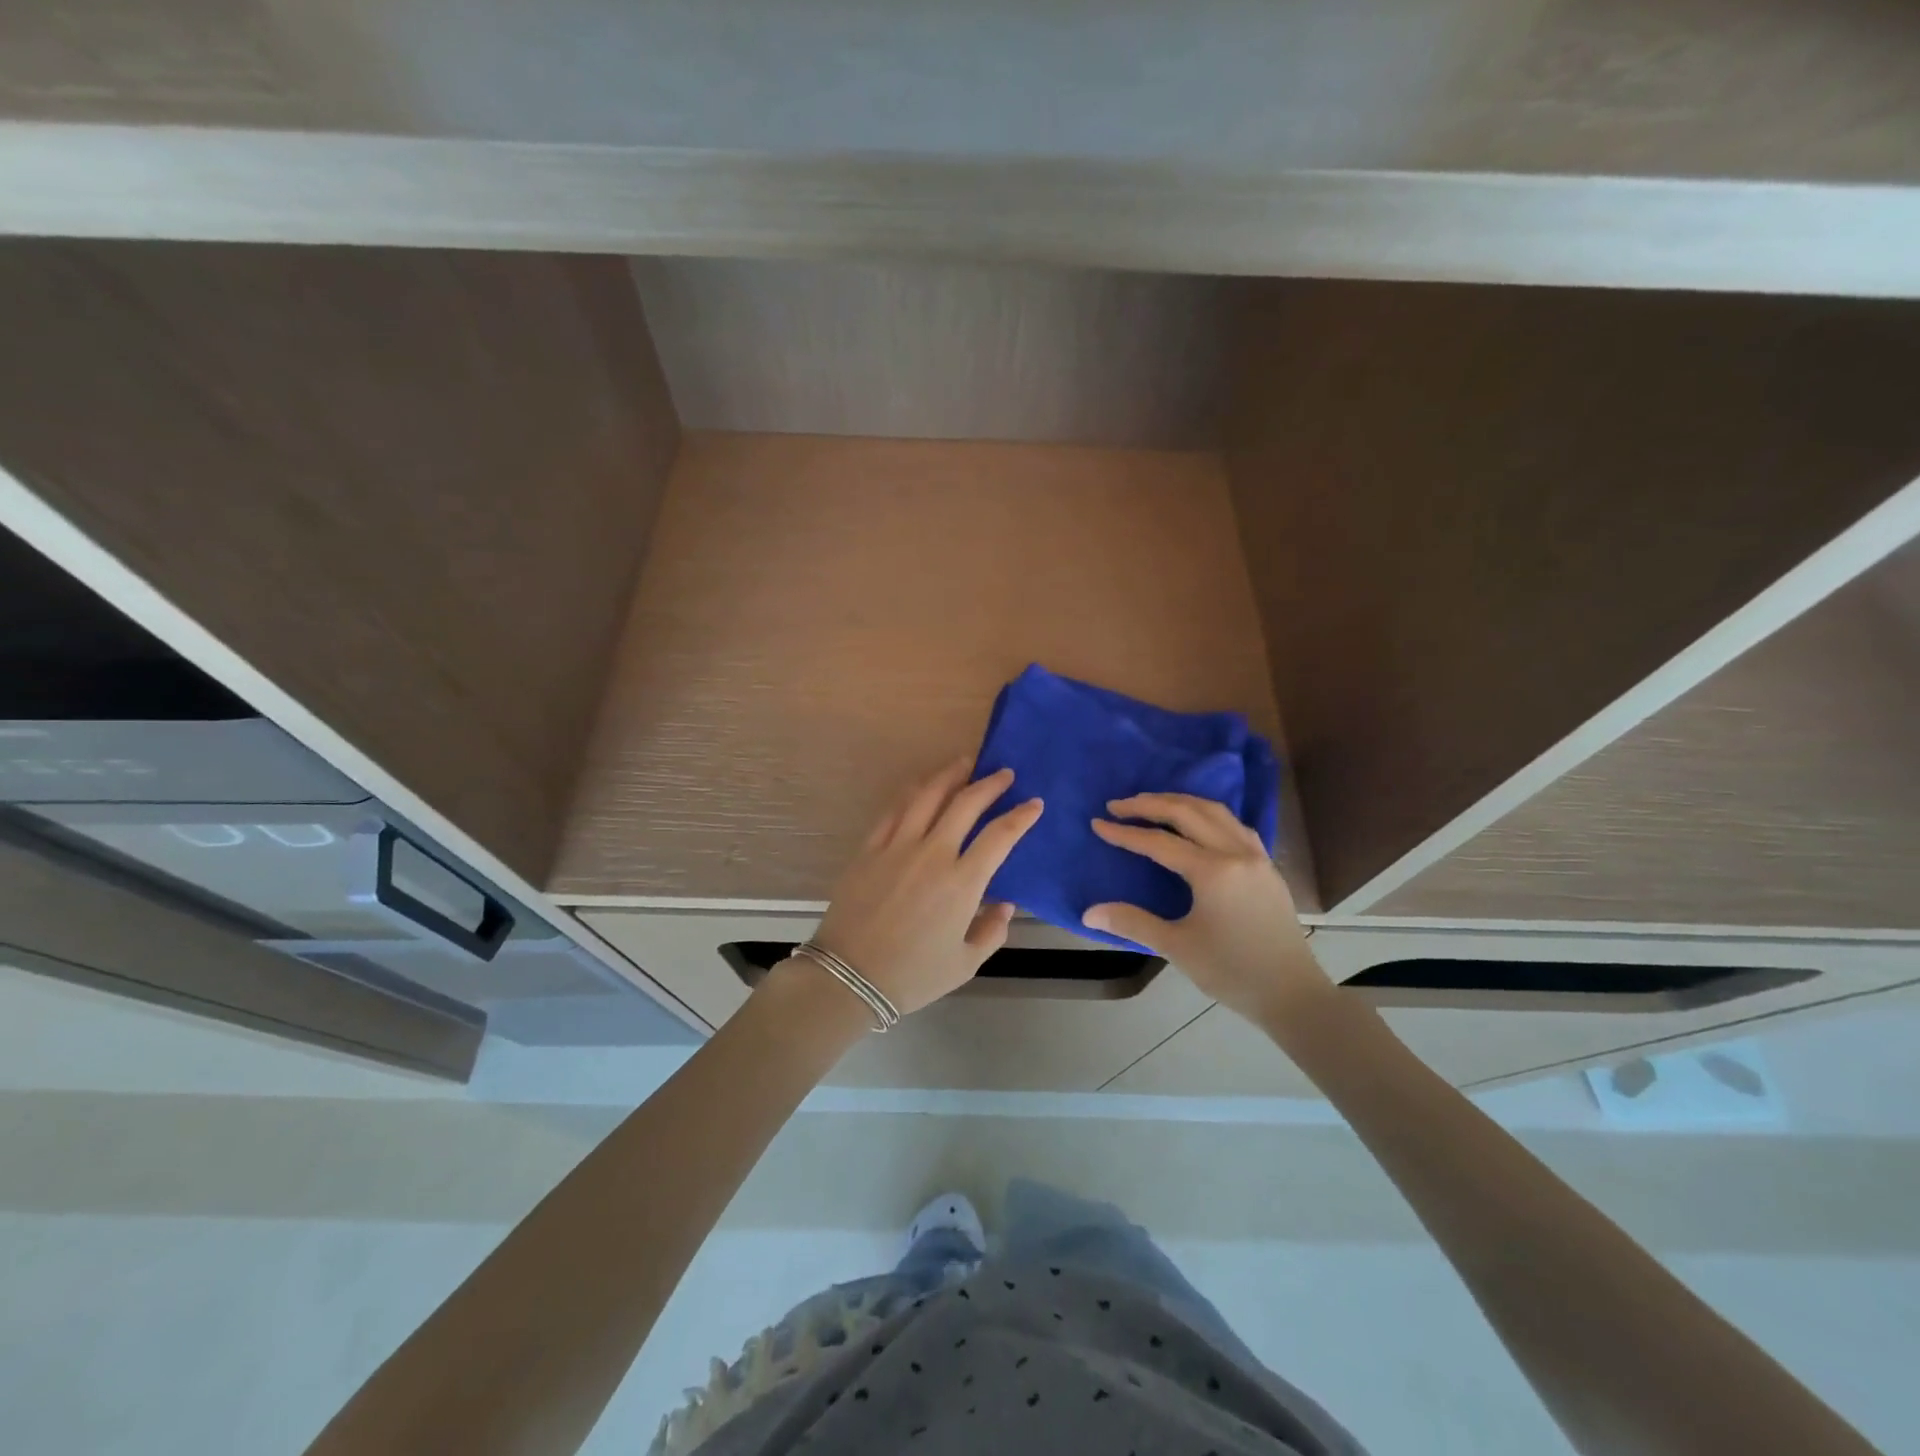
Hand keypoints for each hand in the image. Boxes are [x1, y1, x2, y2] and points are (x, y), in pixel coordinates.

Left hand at [802, 758, 1043, 1018]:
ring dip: (950, 775)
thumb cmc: (913, 975)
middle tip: (1003, 773)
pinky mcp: (870, 848)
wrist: (849, 977)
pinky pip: (894, 810)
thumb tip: (1004, 905)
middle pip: (965, 804)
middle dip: (989, 784)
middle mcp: (933, 854)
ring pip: (928, 796)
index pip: (1000, 836)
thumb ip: (992, 931)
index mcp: (962, 882)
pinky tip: (922, 787)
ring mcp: (897, 846)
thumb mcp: (965, 964)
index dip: (1021, 816)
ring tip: (965, 763)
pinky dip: (913, 793)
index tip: (1034, 803)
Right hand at [1082, 793, 1329, 1023]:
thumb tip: (1088, 913)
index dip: (1125, 833)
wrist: (1292, 995)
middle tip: (1118, 805)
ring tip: (1152, 804)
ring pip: (1215, 811)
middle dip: (1149, 804)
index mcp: (1213, 871)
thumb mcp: (1177, 947)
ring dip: (1180, 802)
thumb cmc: (1232, 972)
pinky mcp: (1267, 866)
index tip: (1098, 823)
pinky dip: (1207, 814)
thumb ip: (1132, 922)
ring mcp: (1256, 856)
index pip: (1159, 842)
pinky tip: (1196, 823)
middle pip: (1188, 812)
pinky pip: (1234, 824)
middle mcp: (1237, 853)